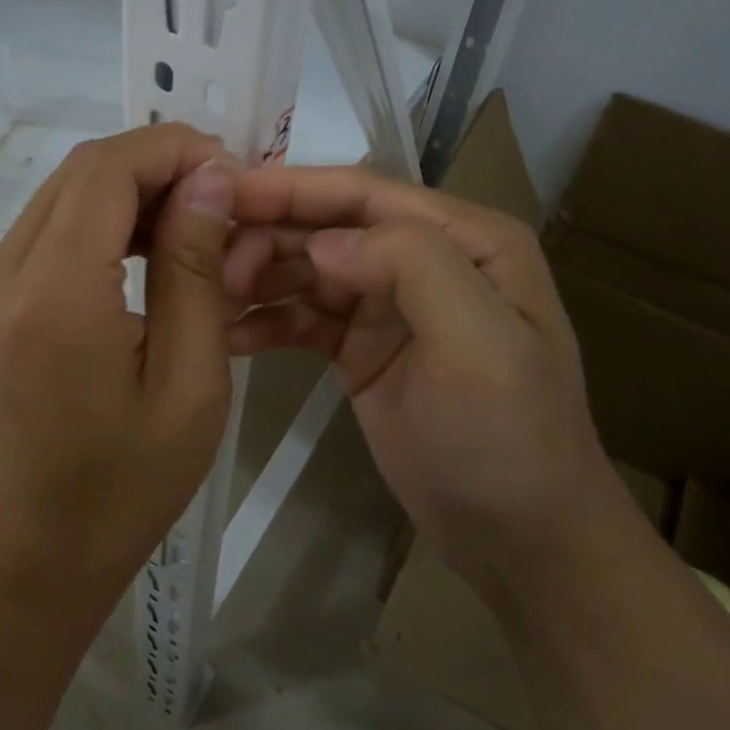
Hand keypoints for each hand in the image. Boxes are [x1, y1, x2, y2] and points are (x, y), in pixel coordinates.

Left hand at [0, 124, 236, 607]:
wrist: (30, 554)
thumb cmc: (125, 484)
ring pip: (64, 192)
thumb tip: (208, 179)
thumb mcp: (189, 381)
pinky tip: (147, 251)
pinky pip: (48, 228)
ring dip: (131, 188)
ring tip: (194, 222)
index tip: (232, 173)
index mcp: (55, 292)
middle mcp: (5, 271)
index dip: (174, 149)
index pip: (109, 168)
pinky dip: (102, 219)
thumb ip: (194, 269)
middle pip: (83, 170)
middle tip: (221, 196)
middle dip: (157, 163)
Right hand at [222, 167, 609, 588]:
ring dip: (261, 276)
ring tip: (212, 299)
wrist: (519, 540)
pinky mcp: (361, 347)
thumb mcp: (478, 344)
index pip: (368, 195)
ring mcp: (390, 305)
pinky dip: (268, 321)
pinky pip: (305, 318)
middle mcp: (426, 259)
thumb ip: (411, 265)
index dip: (294, 188)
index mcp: (467, 240)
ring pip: (310, 269)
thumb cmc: (508, 437)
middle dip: (269, 236)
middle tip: (210, 262)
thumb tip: (324, 241)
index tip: (223, 190)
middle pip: (331, 228)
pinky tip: (232, 337)